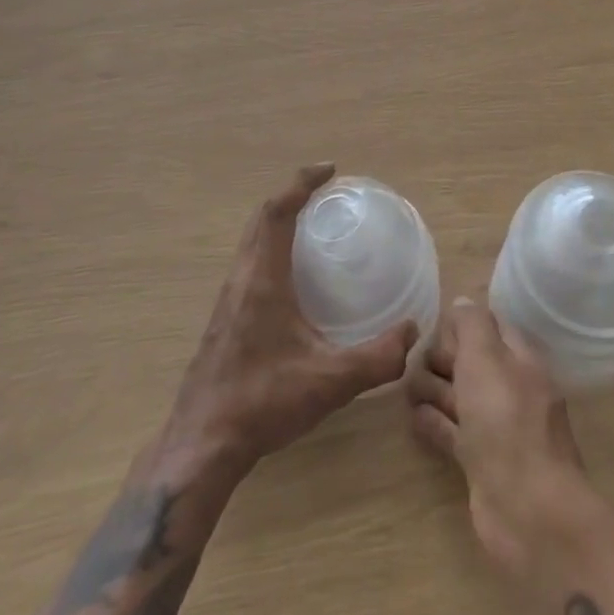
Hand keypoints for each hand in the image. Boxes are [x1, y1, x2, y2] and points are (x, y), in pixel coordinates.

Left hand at [166, 165, 418, 472]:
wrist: (201, 444)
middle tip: (324, 192)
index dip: (301, 183)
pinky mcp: (225, 318)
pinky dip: (270, 247)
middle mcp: (242, 278)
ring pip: (251, 240)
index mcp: (262, 278)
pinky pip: (249, 262)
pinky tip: (292, 278)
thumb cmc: (263, 402)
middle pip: (261, 218)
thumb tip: (412, 332)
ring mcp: (228, 298)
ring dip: (277, 221)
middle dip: (291, 195)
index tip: (329, 171)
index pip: (277, 211)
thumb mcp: (329, 382)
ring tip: (311, 226)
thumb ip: (376, 358)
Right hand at [406, 298, 604, 583]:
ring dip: (435, 389)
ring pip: (462, 398)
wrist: (529, 511)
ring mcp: (498, 430)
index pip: (490, 326)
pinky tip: (413, 417)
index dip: (462, 323)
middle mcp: (512, 390)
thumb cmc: (506, 421)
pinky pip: (454, 433)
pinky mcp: (483, 465)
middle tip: (413, 360)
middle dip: (444, 358)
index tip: (431, 325)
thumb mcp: (486, 357)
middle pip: (473, 362)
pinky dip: (435, 423)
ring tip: (406, 386)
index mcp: (520, 359)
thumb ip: (472, 325)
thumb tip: (461, 301)